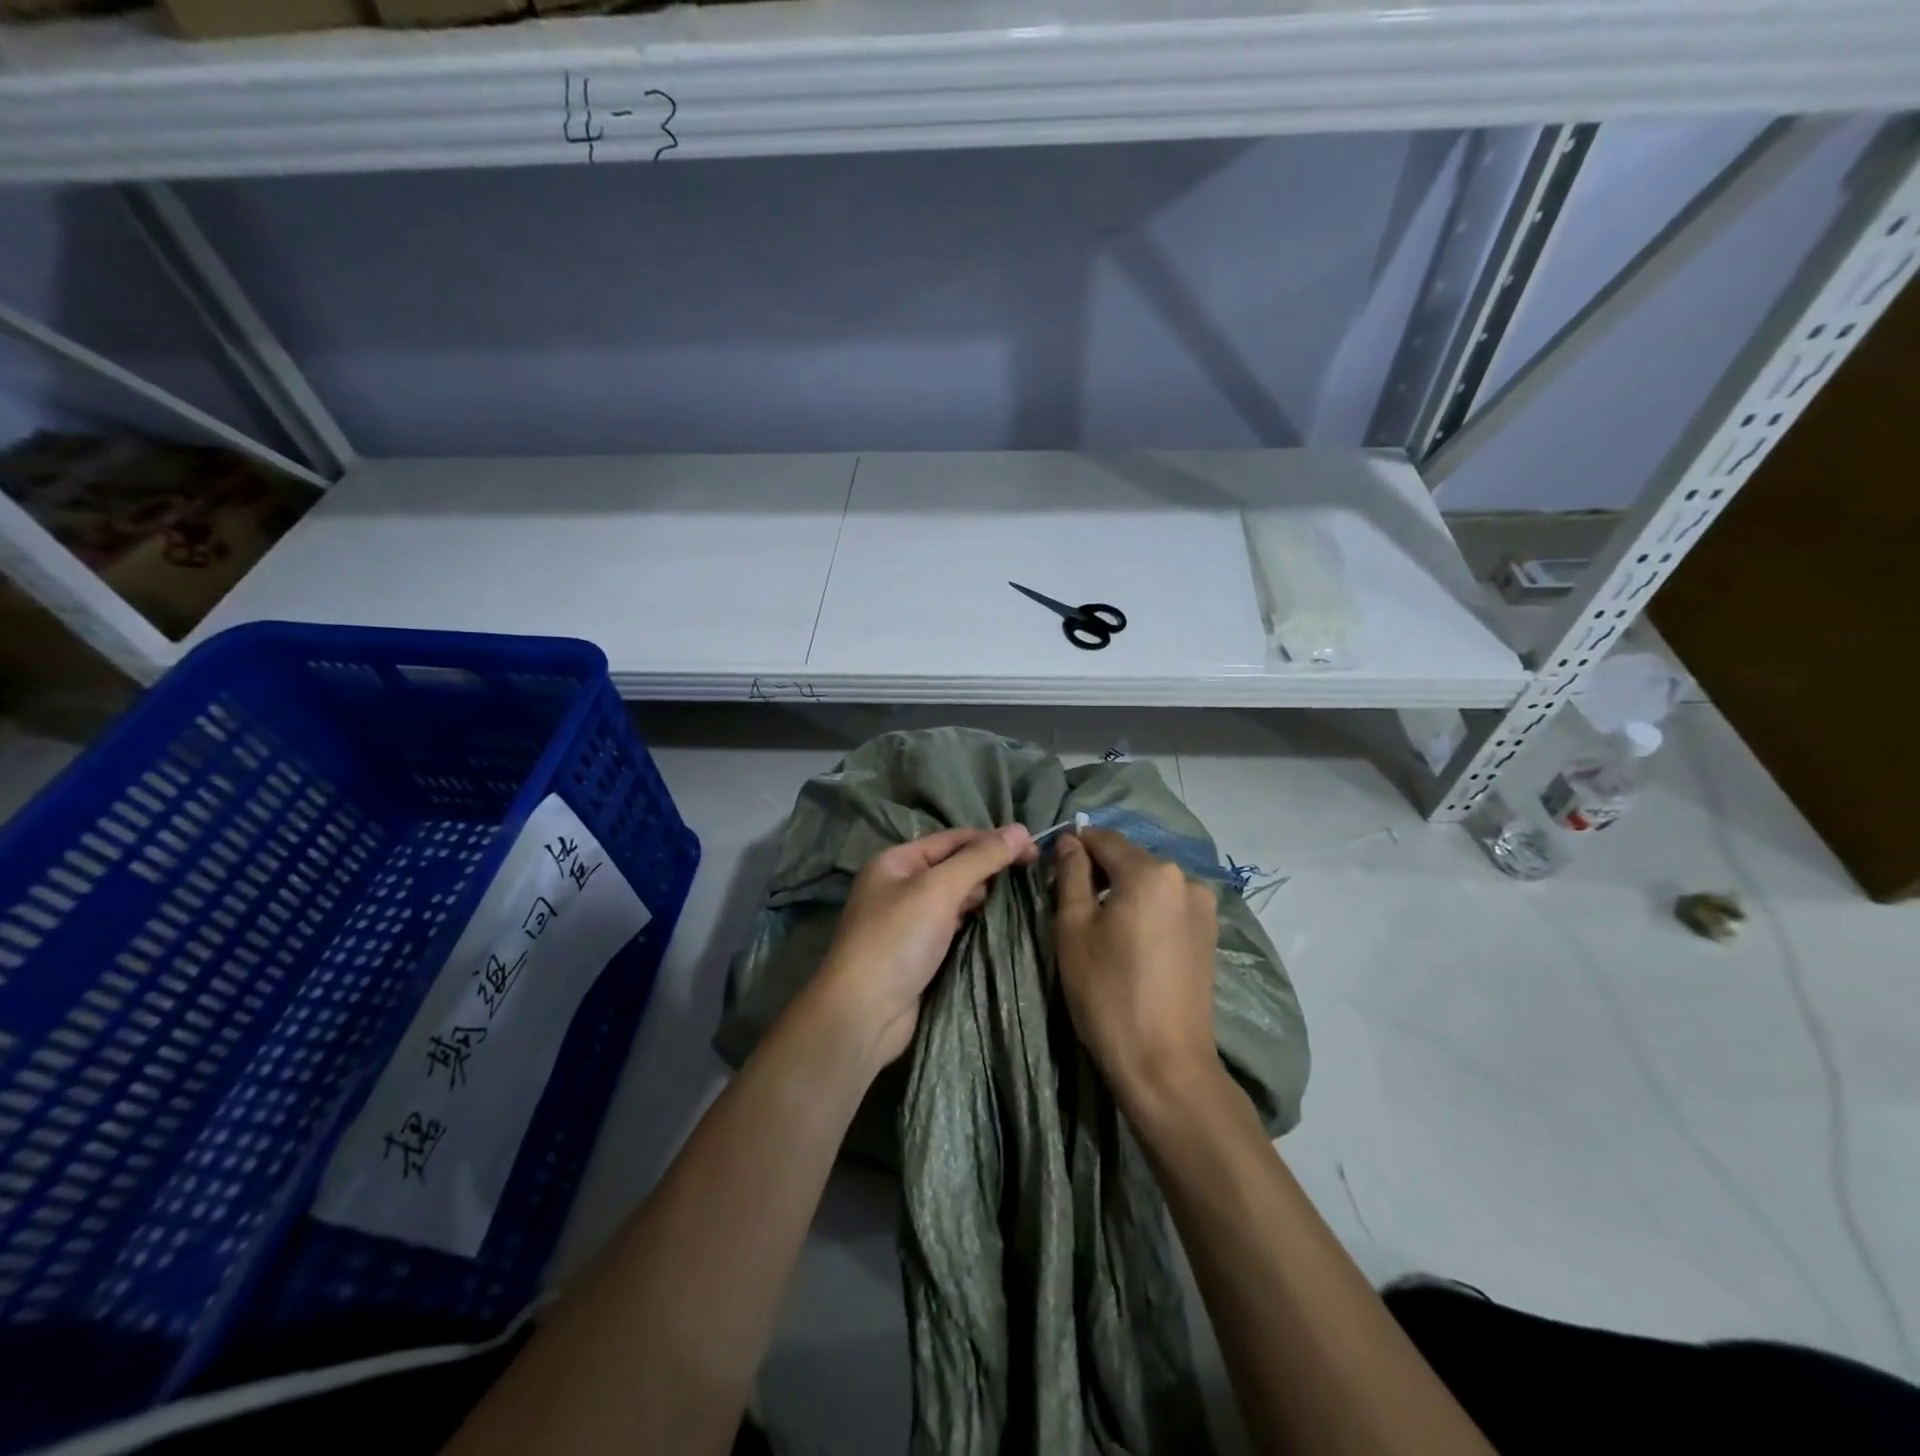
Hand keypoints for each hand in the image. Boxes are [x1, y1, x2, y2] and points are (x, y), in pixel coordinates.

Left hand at [812, 825, 1037, 1067]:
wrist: (864, 1014)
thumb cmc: (897, 940)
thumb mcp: (939, 889)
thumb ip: (980, 859)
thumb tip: (1020, 829)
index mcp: (896, 861)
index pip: (953, 839)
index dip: (993, 841)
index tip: (1033, 850)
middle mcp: (900, 886)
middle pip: (954, 867)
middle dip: (989, 869)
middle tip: (1031, 877)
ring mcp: (908, 921)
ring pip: (956, 899)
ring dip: (984, 898)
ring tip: (1022, 899)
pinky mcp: (919, 953)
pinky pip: (954, 927)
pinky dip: (975, 924)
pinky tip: (999, 926)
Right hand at [1055, 829, 1219, 1110]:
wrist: (1165, 1065)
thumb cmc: (1108, 993)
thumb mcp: (1074, 929)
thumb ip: (1072, 875)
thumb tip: (1071, 841)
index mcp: (1151, 872)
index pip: (1104, 839)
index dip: (1075, 848)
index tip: (1054, 870)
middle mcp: (1185, 879)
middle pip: (1130, 859)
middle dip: (1100, 872)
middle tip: (1072, 904)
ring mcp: (1203, 908)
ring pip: (1150, 883)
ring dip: (1124, 892)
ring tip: (1102, 929)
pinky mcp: (1209, 935)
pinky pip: (1168, 905)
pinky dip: (1145, 911)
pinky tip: (1131, 943)